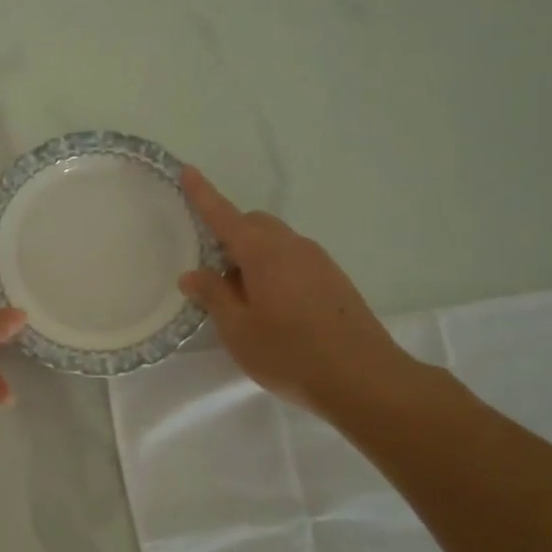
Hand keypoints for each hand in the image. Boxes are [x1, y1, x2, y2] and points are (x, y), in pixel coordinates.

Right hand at [179, 167, 421, 423]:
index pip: (225, 215)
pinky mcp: (334, 280)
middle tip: (214, 275)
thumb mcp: (238, 329)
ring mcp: (319, 262)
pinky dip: (274, 271)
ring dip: (253, 257)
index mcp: (263, 253)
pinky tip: (273, 310)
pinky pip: (294, 261)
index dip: (203, 195)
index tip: (187, 172)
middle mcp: (292, 247)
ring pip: (276, 243)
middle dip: (230, 236)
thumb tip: (192, 274)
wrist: (364, 379)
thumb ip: (213, 296)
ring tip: (243, 301)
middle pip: (254, 224)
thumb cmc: (289, 353)